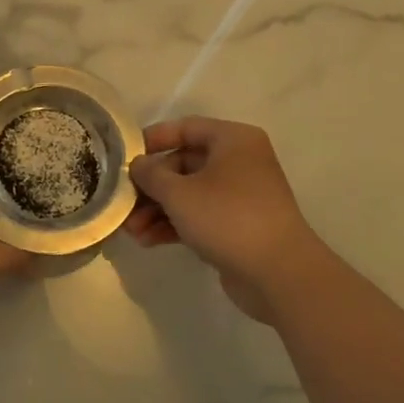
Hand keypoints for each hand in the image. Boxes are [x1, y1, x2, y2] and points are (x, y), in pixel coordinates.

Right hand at [121, 117, 322, 320]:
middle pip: (183, 164)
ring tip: (131, 231)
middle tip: (123, 203)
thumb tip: (137, 165)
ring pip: (189, 193)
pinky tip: (148, 241)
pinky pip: (199, 216)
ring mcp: (240, 195)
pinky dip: (174, 225)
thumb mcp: (179, 193)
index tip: (124, 156)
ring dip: (157, 210)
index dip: (152, 140)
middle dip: (150, 186)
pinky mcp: (238, 226)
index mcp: (233, 140)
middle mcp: (239, 161)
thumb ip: (151, 174)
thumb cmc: (228, 218)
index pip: (185, 128)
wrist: (279, 274)